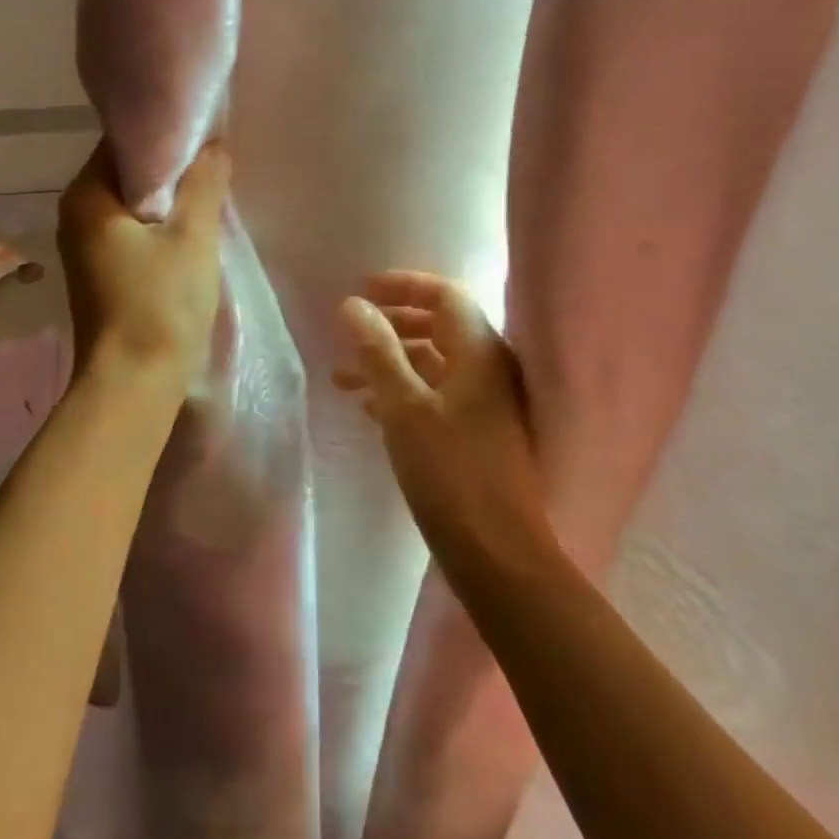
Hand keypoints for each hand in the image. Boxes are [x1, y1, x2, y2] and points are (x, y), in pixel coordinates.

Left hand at [58, 140, 229, 389]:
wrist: (132, 384)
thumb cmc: (160, 304)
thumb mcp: (192, 236)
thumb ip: (203, 183)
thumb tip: (213, 144)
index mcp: (86, 195)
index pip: (124, 142)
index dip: (167, 136)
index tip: (205, 141)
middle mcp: (75, 215)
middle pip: (127, 174)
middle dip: (171, 171)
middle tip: (214, 172)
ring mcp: (83, 248)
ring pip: (131, 207)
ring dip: (167, 203)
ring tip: (207, 202)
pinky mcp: (98, 274)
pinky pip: (129, 234)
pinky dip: (157, 229)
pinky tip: (187, 238)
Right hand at [335, 271, 551, 570]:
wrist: (496, 552)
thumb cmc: (449, 471)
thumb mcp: (404, 406)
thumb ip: (378, 351)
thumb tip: (352, 305)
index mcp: (479, 352)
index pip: (445, 296)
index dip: (404, 286)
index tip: (362, 289)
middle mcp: (488, 369)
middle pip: (438, 327)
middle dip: (391, 324)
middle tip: (349, 329)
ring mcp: (485, 403)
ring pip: (432, 364)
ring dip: (389, 362)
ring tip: (341, 376)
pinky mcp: (476, 433)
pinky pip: (434, 395)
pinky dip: (401, 391)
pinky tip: (367, 407)